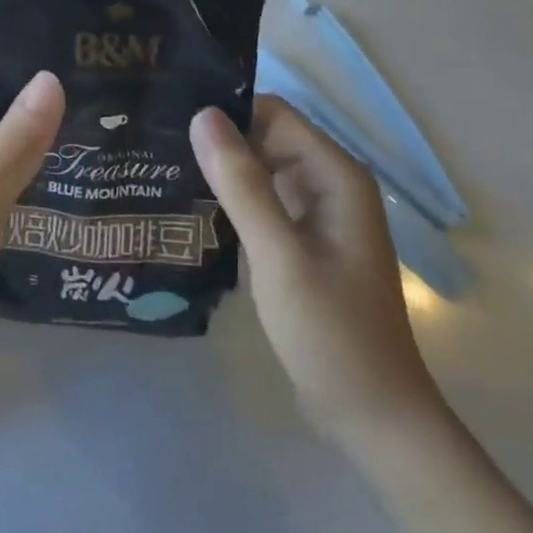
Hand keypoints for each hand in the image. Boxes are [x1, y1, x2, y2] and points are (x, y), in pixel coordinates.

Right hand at [190, 96, 439, 447]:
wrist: (374, 420)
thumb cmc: (332, 334)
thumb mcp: (279, 256)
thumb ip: (242, 185)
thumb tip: (203, 114)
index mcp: (335, 174)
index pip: (273, 114)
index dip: (227, 112)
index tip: (174, 117)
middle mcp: (329, 183)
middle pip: (265, 138)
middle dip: (218, 141)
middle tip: (159, 144)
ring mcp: (317, 213)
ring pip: (260, 169)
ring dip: (221, 171)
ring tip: (163, 167)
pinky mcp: (302, 240)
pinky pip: (262, 201)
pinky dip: (231, 200)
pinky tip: (190, 206)